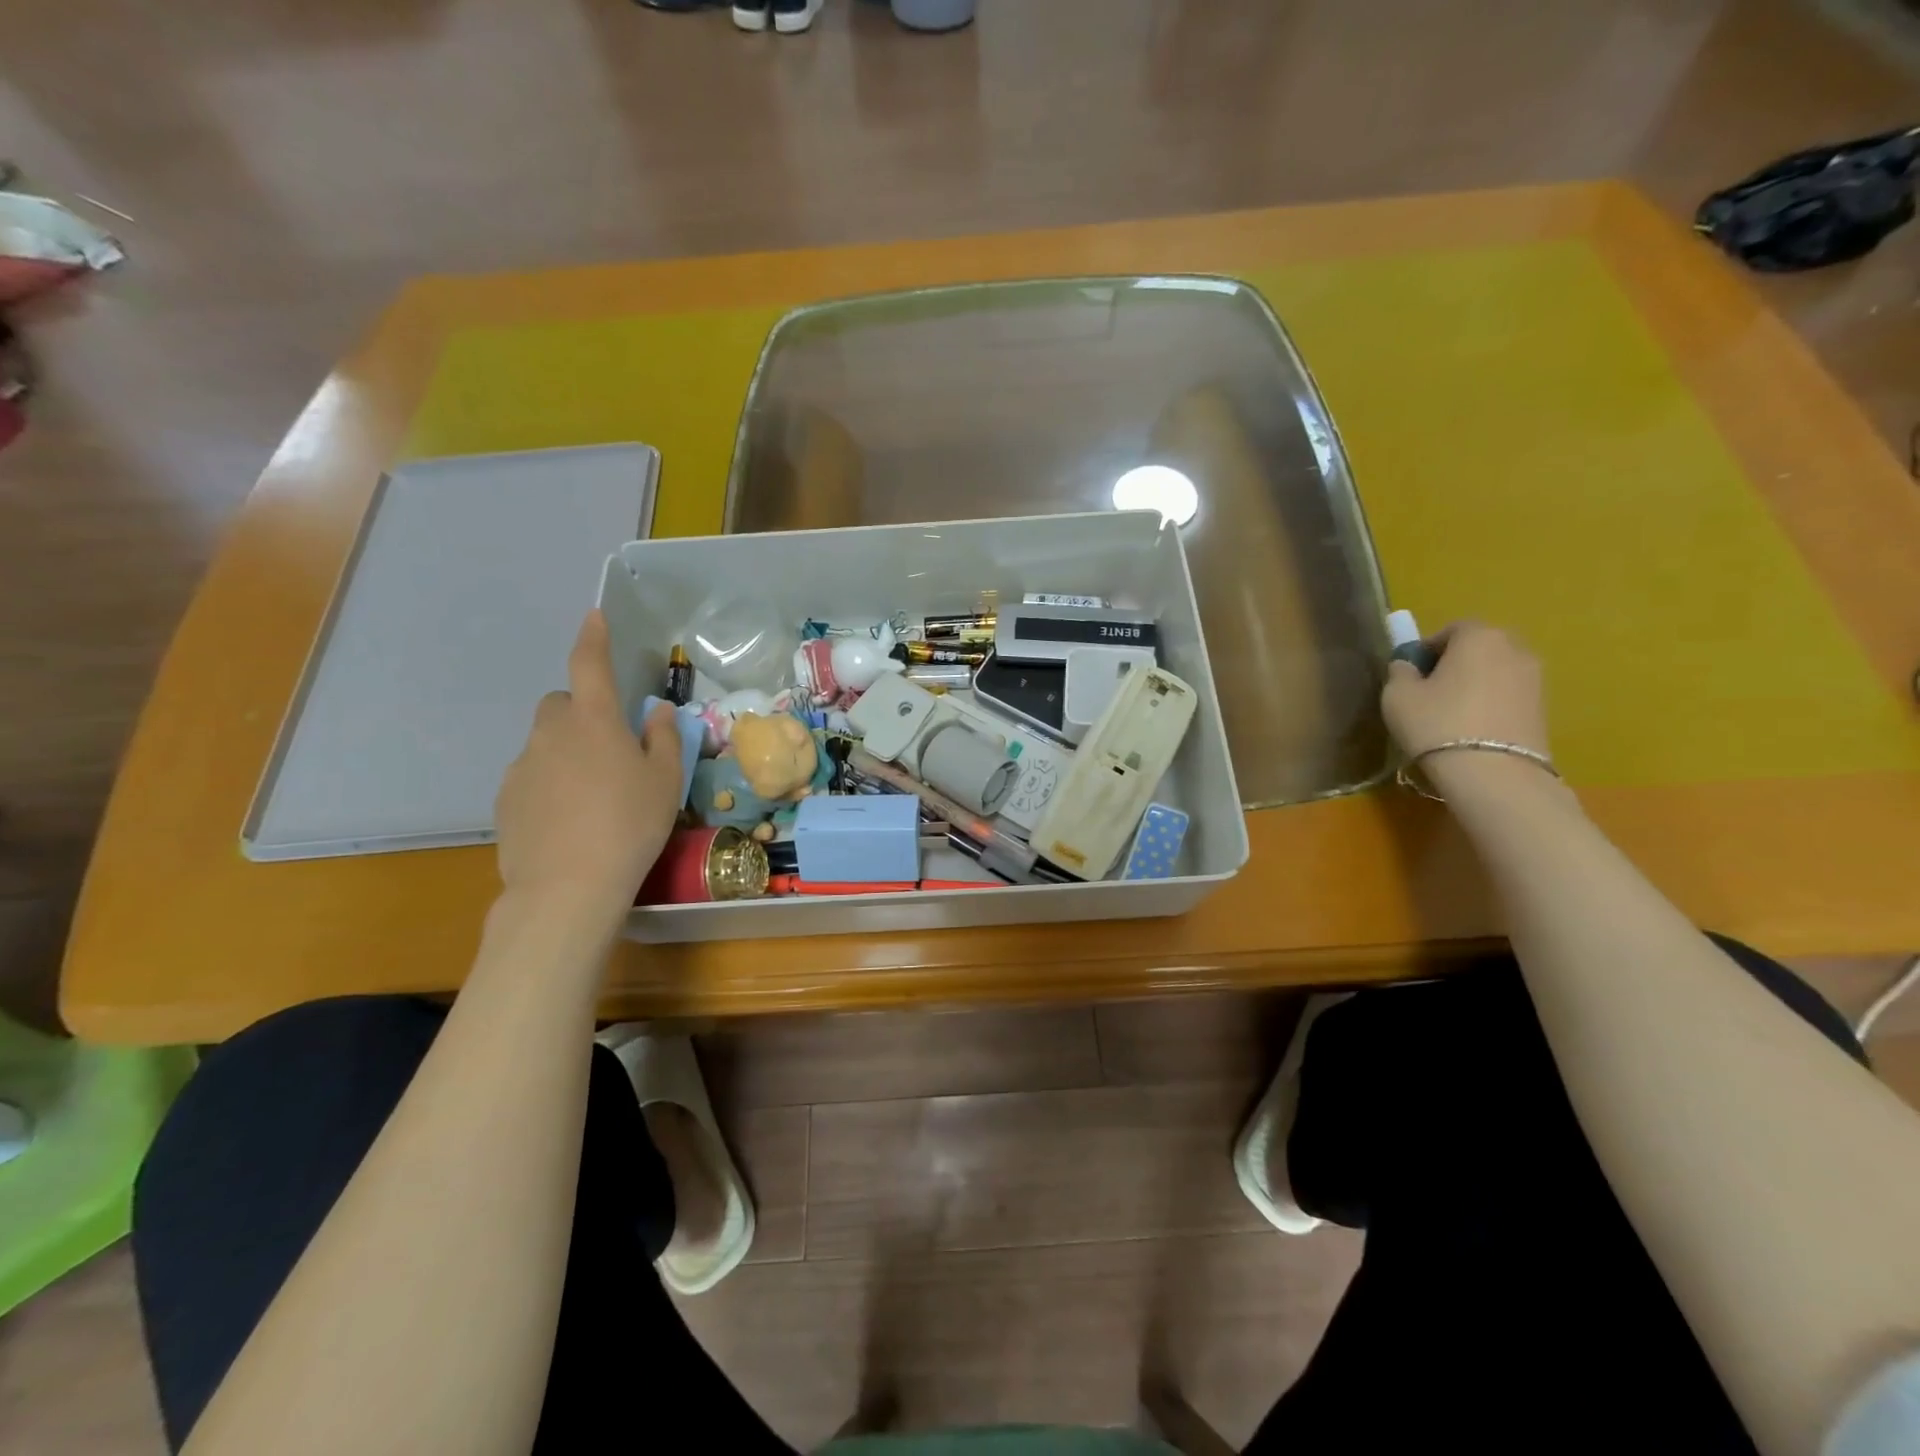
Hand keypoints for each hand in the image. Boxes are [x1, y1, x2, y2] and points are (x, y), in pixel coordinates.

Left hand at [494, 611, 682, 931]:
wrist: (568, 885)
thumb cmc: (630, 823)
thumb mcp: (665, 780)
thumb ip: (663, 738)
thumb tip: (656, 711)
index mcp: (594, 720)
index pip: (590, 665)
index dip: (593, 638)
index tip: (594, 616)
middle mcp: (551, 733)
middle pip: (561, 704)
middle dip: (582, 712)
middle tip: (611, 745)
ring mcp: (522, 766)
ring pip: (546, 743)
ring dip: (568, 752)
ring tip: (593, 794)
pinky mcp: (506, 799)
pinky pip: (532, 776)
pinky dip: (550, 783)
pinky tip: (570, 819)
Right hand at [1381, 620, 1549, 762]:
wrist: (1493, 773)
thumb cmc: (1437, 724)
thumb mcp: (1397, 696)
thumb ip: (1400, 672)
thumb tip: (1408, 666)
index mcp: (1479, 636)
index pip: (1452, 628)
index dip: (1429, 648)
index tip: (1413, 673)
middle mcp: (1514, 648)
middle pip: (1479, 647)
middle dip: (1456, 662)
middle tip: (1431, 691)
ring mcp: (1535, 678)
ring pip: (1496, 671)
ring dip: (1475, 684)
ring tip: (1452, 714)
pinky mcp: (1544, 707)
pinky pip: (1508, 695)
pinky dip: (1491, 703)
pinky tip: (1473, 729)